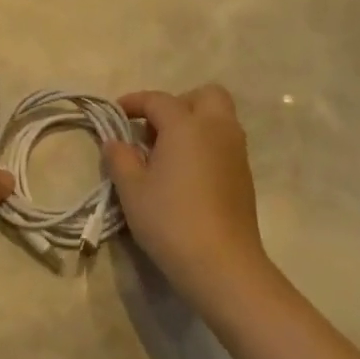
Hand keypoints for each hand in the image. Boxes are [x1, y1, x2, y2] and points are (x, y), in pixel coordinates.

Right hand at [102, 85, 271, 308]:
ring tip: (165, 152)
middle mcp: (217, 130)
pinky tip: (184, 173)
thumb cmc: (170, 219)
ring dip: (193, 124)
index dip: (134, 102)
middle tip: (153, 128)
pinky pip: (223, 143)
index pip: (158, 100)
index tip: (115, 113)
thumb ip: (120, 157)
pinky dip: (204, 145)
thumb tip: (116, 142)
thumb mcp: (131, 188)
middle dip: (178, 103)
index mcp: (187, 126)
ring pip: (218, 119)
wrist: (221, 263)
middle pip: (205, 96)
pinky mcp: (244, 176)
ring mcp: (236, 153)